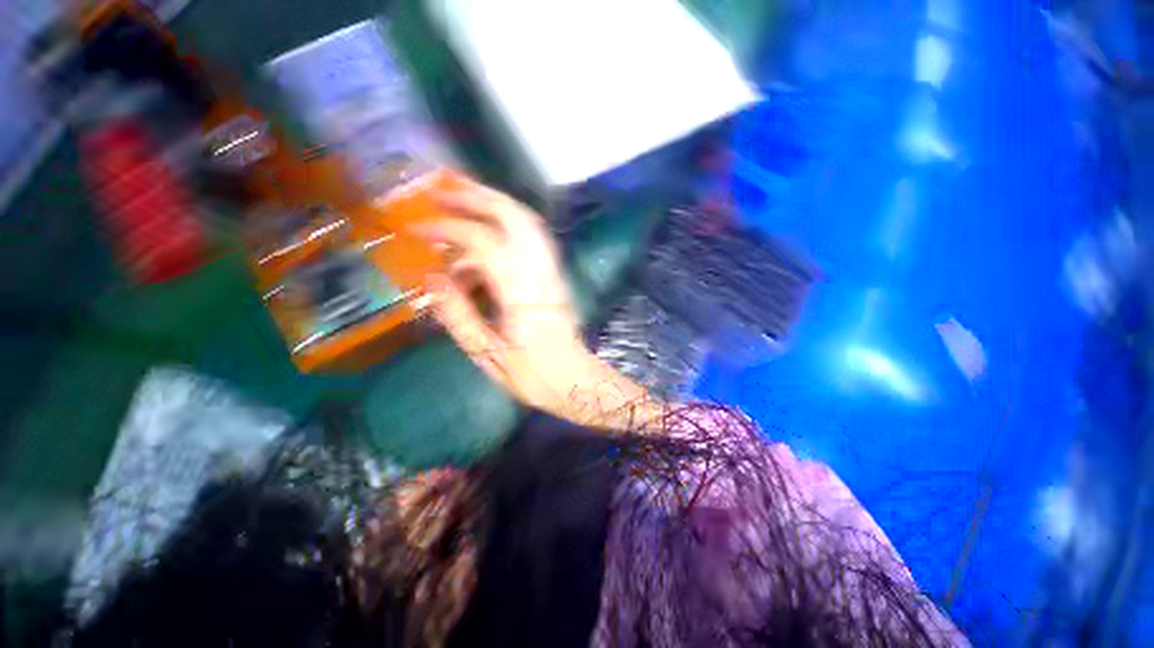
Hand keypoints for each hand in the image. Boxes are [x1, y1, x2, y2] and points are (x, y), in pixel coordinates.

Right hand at [411, 180, 659, 429]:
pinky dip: (508, 225)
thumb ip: (458, 314)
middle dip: (476, 197)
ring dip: (495, 203)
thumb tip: (431, 277)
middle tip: (441, 190)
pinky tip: (488, 232)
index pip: (482, 242)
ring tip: (462, 197)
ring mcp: (552, 270)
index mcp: (521, 292)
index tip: (416, 227)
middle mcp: (540, 272)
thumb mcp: (488, 353)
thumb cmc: (533, 374)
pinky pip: (533, 238)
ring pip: (527, 222)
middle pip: (514, 216)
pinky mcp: (555, 274)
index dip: (447, 228)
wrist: (575, 379)